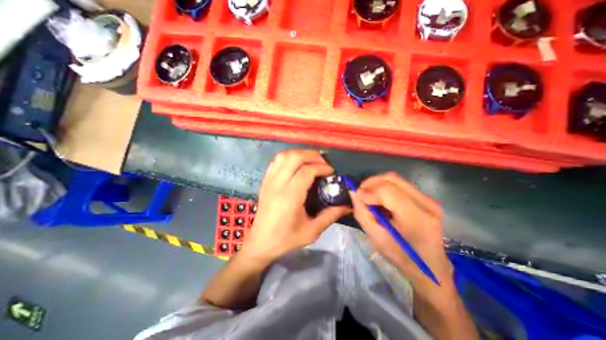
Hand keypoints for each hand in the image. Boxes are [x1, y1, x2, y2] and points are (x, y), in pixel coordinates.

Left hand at [244, 151, 349, 264]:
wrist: (260, 242)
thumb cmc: (286, 239)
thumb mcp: (312, 231)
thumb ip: (331, 215)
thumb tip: (347, 204)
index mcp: (290, 196)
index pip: (307, 171)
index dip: (322, 167)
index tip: (331, 172)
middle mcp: (278, 184)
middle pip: (295, 157)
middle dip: (312, 155)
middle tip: (323, 163)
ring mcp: (269, 180)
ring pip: (284, 155)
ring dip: (300, 153)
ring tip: (312, 161)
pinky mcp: (265, 180)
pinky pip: (276, 161)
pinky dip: (289, 157)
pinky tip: (297, 164)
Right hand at [348, 172, 451, 291]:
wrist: (431, 268)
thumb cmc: (402, 257)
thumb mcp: (376, 239)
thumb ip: (362, 214)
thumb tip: (353, 193)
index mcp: (415, 217)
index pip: (386, 191)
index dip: (368, 191)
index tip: (357, 197)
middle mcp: (426, 203)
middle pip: (392, 178)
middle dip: (371, 183)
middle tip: (360, 193)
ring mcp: (428, 199)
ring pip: (395, 178)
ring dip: (377, 183)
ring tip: (368, 195)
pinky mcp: (426, 199)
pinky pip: (400, 184)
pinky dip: (385, 187)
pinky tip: (380, 198)